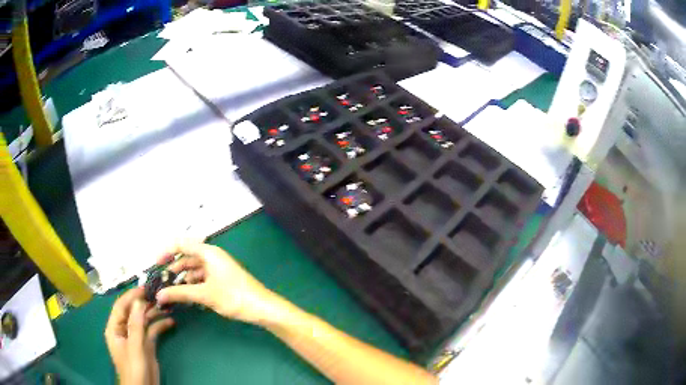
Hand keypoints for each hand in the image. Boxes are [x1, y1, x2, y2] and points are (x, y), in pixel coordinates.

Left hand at [105, 288, 174, 384]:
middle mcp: (124, 329)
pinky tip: (170, 322)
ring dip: (154, 313)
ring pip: (143, 320)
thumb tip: (138, 302)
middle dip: (144, 303)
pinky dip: (160, 325)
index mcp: (115, 328)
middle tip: (159, 295)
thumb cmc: (134, 368)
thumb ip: (135, 325)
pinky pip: (152, 331)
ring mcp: (135, 337)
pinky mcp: (146, 344)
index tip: (145, 288)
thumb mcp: (135, 347)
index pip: (121, 306)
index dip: (131, 296)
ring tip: (167, 306)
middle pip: (133, 311)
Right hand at [155, 242, 281, 324]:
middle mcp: (212, 256)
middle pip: (187, 257)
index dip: (167, 251)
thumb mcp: (204, 295)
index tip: (155, 264)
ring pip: (194, 269)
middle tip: (162, 282)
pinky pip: (202, 278)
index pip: (182, 244)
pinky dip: (193, 285)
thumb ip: (180, 293)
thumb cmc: (233, 296)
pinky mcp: (222, 279)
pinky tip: (187, 296)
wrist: (262, 308)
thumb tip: (159, 295)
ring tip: (172, 292)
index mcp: (209, 253)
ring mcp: (218, 268)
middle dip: (174, 269)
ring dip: (183, 279)